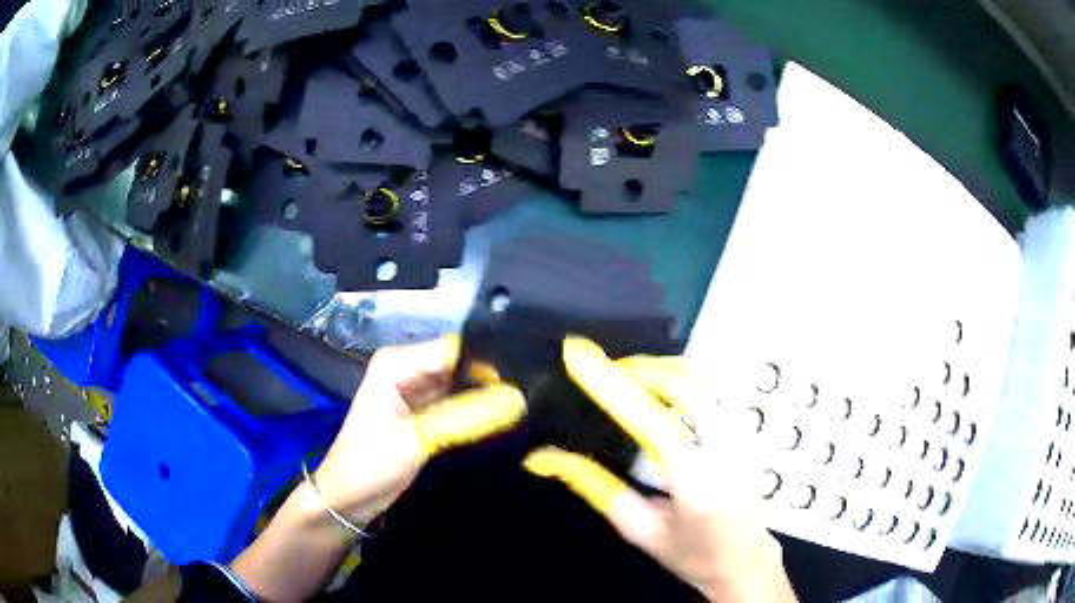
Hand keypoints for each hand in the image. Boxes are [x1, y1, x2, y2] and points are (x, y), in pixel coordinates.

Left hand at [314, 336, 525, 525]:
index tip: (530, 376)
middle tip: (535, 393)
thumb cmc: (369, 466)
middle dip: (495, 378)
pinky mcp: (428, 412)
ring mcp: (419, 390)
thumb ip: (465, 419)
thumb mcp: (416, 441)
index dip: (490, 360)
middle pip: (462, 364)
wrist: (350, 500)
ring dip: (490, 396)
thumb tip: (517, 399)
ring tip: (530, 404)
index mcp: (397, 363)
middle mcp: (409, 368)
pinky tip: (510, 417)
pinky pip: (462, 403)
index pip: (454, 349)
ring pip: (466, 384)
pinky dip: (480, 411)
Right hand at [524, 337, 796, 601]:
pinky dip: (680, 383)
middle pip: (682, 384)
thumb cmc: (690, 553)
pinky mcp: (744, 432)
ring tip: (627, 380)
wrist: (745, 560)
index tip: (580, 357)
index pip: (650, 420)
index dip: (612, 385)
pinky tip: (661, 394)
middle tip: (604, 372)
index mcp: (695, 479)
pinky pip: (709, 392)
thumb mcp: (638, 528)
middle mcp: (725, 447)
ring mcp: (741, 436)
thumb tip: (546, 459)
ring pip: (699, 381)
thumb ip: (596, 488)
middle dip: (639, 369)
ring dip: (660, 373)